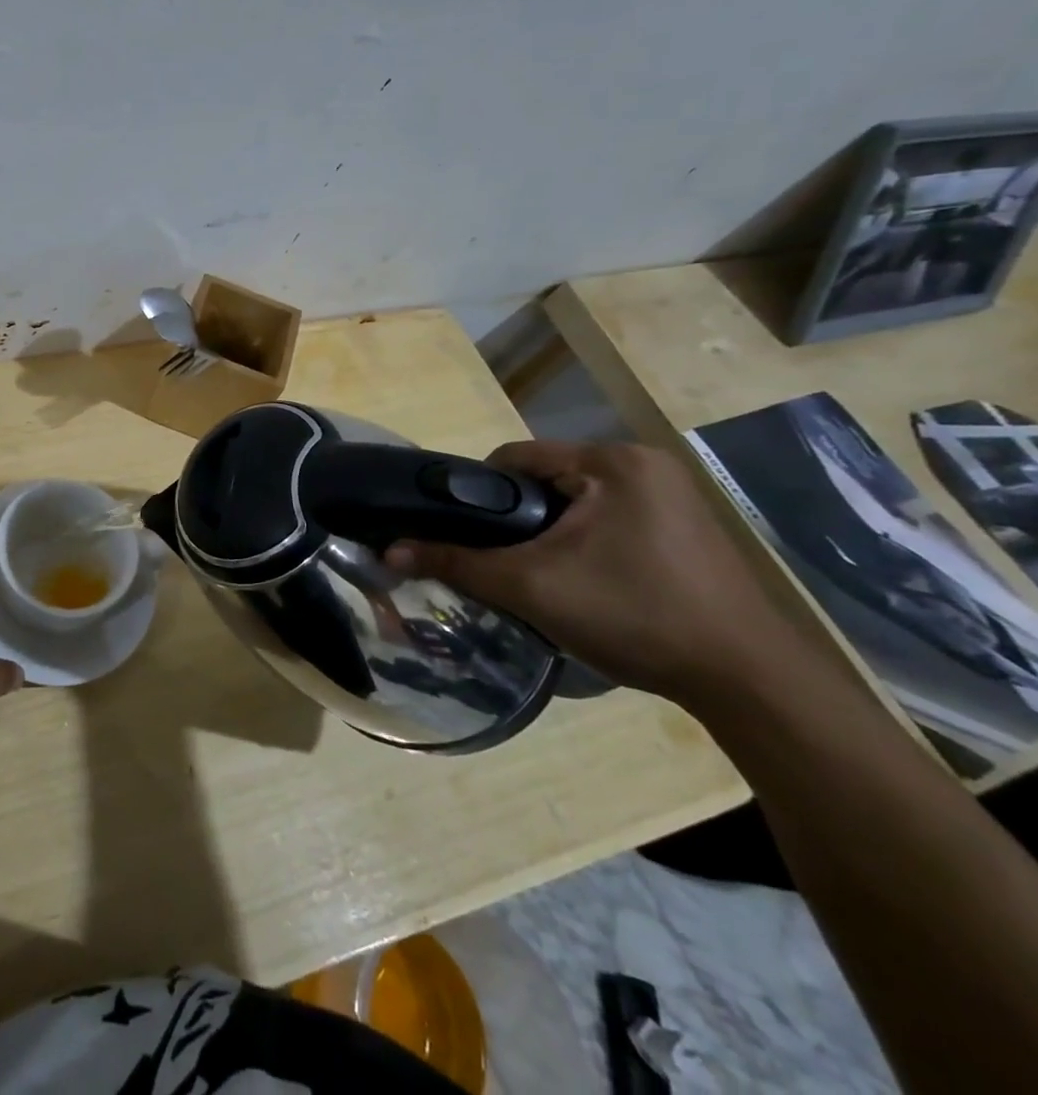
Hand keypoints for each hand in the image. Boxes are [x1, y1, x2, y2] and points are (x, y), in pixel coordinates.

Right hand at [384, 440, 815, 711]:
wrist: (750, 681)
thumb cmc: (635, 615)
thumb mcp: (531, 587)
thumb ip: (456, 563)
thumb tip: (388, 551)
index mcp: (612, 461)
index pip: (514, 457)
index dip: (478, 493)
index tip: (469, 535)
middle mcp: (645, 463)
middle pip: (545, 479)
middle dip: (518, 519)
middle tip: (506, 563)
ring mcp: (674, 495)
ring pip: (576, 501)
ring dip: (551, 532)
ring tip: (544, 577)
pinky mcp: (688, 526)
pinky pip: (611, 518)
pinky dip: (586, 542)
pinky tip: (590, 583)